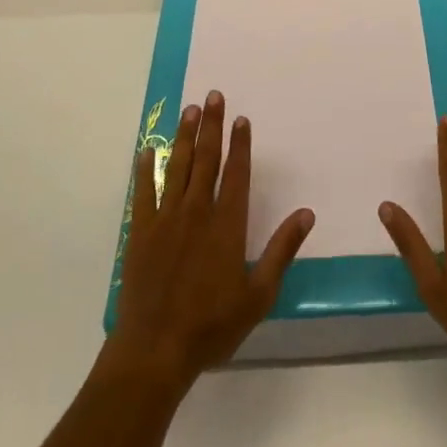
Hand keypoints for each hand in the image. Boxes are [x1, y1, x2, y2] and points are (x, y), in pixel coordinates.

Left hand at [106, 90, 313, 393]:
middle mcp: (196, 212)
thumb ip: (281, 250)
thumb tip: (306, 213)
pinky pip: (143, 192)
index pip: (236, 173)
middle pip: (206, 160)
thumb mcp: (258, 295)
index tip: (241, 118)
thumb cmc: (212, 325)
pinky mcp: (140, 233)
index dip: (240, 144)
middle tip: (214, 95)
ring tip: (189, 110)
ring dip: (184, 137)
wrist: (155, 350)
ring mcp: (165, 220)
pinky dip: (146, 169)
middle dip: (212, 125)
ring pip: (177, 167)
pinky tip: (148, 150)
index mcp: (226, 225)